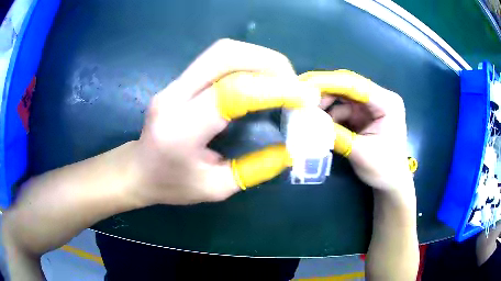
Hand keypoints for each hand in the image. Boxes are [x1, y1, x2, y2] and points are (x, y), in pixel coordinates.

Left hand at [130, 39, 318, 205]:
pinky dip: (248, 62)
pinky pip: (218, 59)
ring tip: (283, 81)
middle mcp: (174, 96)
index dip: (275, 90)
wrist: (136, 170)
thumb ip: (256, 169)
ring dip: (260, 59)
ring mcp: (174, 83)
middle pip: (226, 55)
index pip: (233, 92)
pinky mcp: (179, 80)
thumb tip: (292, 149)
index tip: (306, 98)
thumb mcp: (216, 188)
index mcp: (180, 129)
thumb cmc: (170, 185)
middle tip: (295, 85)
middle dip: (270, 63)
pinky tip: (262, 79)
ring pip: (223, 51)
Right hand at [299, 70, 411, 190]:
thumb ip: (336, 135)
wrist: (391, 182)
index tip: (303, 84)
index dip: (328, 82)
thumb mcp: (361, 153)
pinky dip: (328, 115)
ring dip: (324, 103)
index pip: (355, 85)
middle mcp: (379, 98)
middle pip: (347, 86)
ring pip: (341, 96)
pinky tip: (318, 122)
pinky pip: (341, 108)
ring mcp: (370, 106)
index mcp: (387, 102)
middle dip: (322, 90)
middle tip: (298, 95)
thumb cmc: (384, 168)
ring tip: (306, 112)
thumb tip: (307, 122)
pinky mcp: (362, 114)